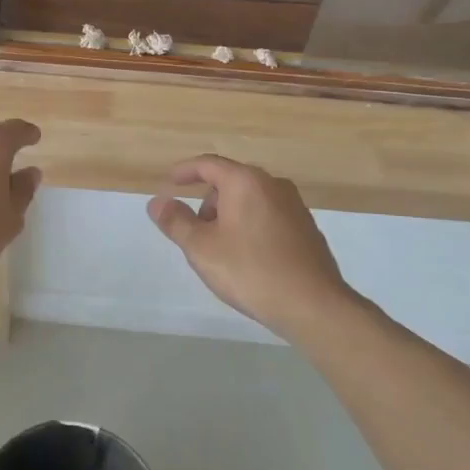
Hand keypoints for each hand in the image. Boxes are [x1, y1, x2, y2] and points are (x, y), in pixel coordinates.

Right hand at [148, 155, 352, 341]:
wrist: (313, 305)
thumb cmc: (250, 270)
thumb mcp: (201, 248)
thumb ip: (176, 222)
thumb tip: (156, 202)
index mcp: (245, 182)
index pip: (208, 164)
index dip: (184, 171)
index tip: (168, 183)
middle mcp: (273, 185)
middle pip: (230, 182)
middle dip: (207, 201)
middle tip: (194, 232)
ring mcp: (294, 206)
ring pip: (250, 200)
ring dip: (228, 216)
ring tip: (220, 250)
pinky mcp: (306, 228)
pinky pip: (267, 216)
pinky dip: (250, 226)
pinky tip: (247, 258)